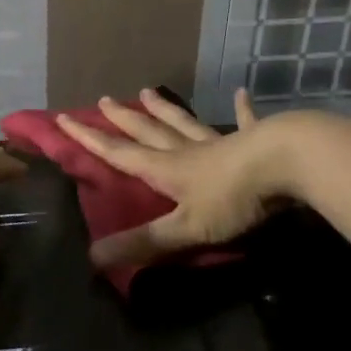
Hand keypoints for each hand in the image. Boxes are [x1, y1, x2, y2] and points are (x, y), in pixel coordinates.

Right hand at [56, 88, 286, 271]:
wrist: (286, 164)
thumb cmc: (233, 198)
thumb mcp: (186, 228)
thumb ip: (144, 242)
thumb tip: (92, 258)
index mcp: (167, 169)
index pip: (120, 154)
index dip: (90, 139)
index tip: (64, 119)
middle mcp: (188, 151)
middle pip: (148, 132)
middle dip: (123, 119)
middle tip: (103, 99)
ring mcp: (221, 142)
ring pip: (185, 123)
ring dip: (166, 109)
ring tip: (147, 91)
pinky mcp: (254, 140)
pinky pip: (245, 123)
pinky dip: (242, 110)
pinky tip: (242, 94)